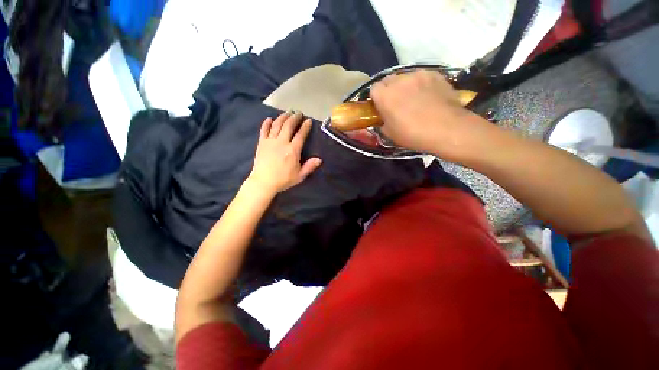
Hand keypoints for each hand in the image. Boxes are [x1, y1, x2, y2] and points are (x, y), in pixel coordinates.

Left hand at [247, 112, 321, 194]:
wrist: (263, 182)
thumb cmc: (283, 180)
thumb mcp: (300, 176)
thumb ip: (309, 166)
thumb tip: (319, 159)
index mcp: (293, 150)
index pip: (301, 135)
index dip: (305, 126)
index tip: (308, 120)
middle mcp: (282, 142)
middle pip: (288, 125)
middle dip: (294, 117)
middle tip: (298, 113)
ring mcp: (270, 141)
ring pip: (277, 125)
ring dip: (283, 117)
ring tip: (287, 112)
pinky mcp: (261, 143)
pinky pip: (264, 130)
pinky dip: (266, 123)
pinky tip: (269, 119)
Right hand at [370, 70, 490, 160]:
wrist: (447, 129)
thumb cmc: (413, 134)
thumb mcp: (390, 134)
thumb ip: (382, 122)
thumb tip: (383, 118)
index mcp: (385, 96)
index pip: (373, 89)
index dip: (376, 98)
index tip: (381, 107)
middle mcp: (399, 80)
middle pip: (388, 80)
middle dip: (389, 90)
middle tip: (396, 103)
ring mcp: (418, 74)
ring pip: (405, 77)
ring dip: (405, 86)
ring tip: (415, 99)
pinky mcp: (435, 74)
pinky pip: (422, 77)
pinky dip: (421, 84)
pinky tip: (428, 96)